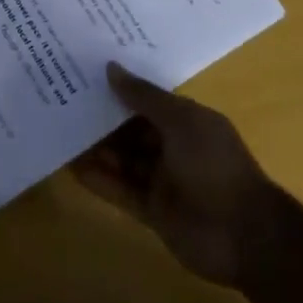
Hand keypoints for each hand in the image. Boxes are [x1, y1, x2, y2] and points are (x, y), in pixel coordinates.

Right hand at [72, 63, 280, 287]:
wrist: (244, 235)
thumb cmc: (214, 165)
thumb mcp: (181, 121)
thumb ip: (144, 96)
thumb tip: (111, 67)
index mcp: (185, 118)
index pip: (146, 98)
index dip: (119, 85)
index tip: (85, 71)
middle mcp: (171, 145)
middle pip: (130, 127)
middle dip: (102, 115)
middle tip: (62, 97)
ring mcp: (161, 179)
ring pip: (122, 158)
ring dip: (95, 147)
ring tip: (58, 128)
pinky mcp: (151, 210)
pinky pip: (119, 190)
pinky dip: (98, 179)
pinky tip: (70, 166)